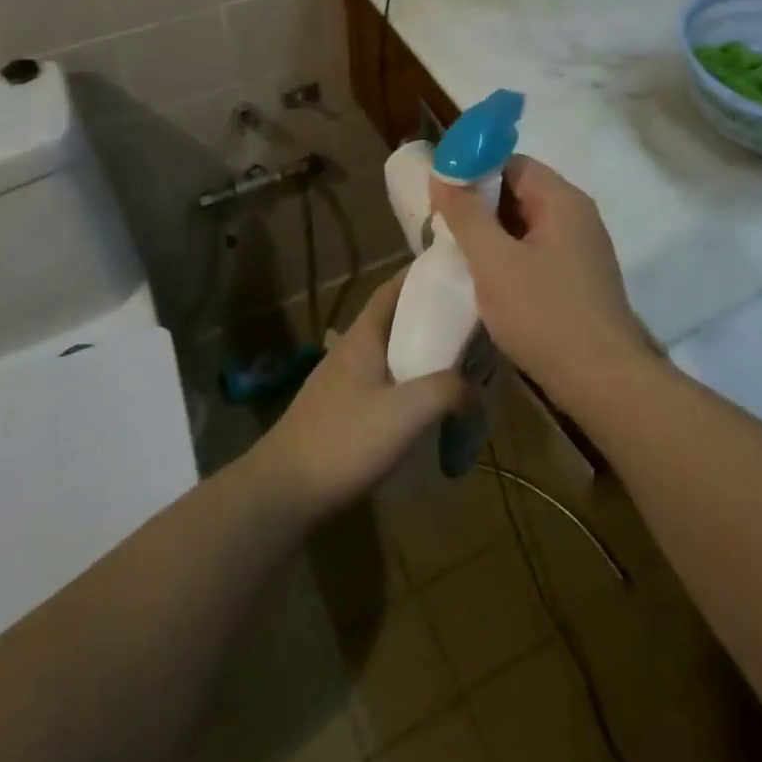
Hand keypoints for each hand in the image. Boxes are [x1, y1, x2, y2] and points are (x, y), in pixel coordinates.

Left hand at [253, 271, 466, 517]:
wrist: (284, 491)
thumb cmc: (345, 439)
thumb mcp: (407, 411)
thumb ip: (449, 390)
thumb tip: (477, 391)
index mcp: (364, 335)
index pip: (393, 288)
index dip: (422, 275)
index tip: (455, 271)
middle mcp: (351, 349)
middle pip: (395, 319)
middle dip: (430, 316)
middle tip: (470, 322)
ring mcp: (342, 381)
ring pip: (389, 352)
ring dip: (420, 351)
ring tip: (457, 362)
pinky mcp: (341, 410)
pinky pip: (383, 381)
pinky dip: (408, 381)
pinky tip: (425, 404)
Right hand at [430, 155, 651, 405]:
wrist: (602, 382)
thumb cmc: (544, 314)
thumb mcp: (493, 261)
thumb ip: (466, 214)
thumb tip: (443, 172)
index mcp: (562, 200)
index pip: (512, 163)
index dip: (473, 172)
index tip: (441, 196)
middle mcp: (577, 216)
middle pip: (519, 192)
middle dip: (479, 207)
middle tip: (443, 228)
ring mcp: (581, 250)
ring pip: (526, 226)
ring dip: (492, 236)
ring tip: (457, 256)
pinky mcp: (579, 280)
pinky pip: (537, 253)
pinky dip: (509, 259)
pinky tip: (487, 282)